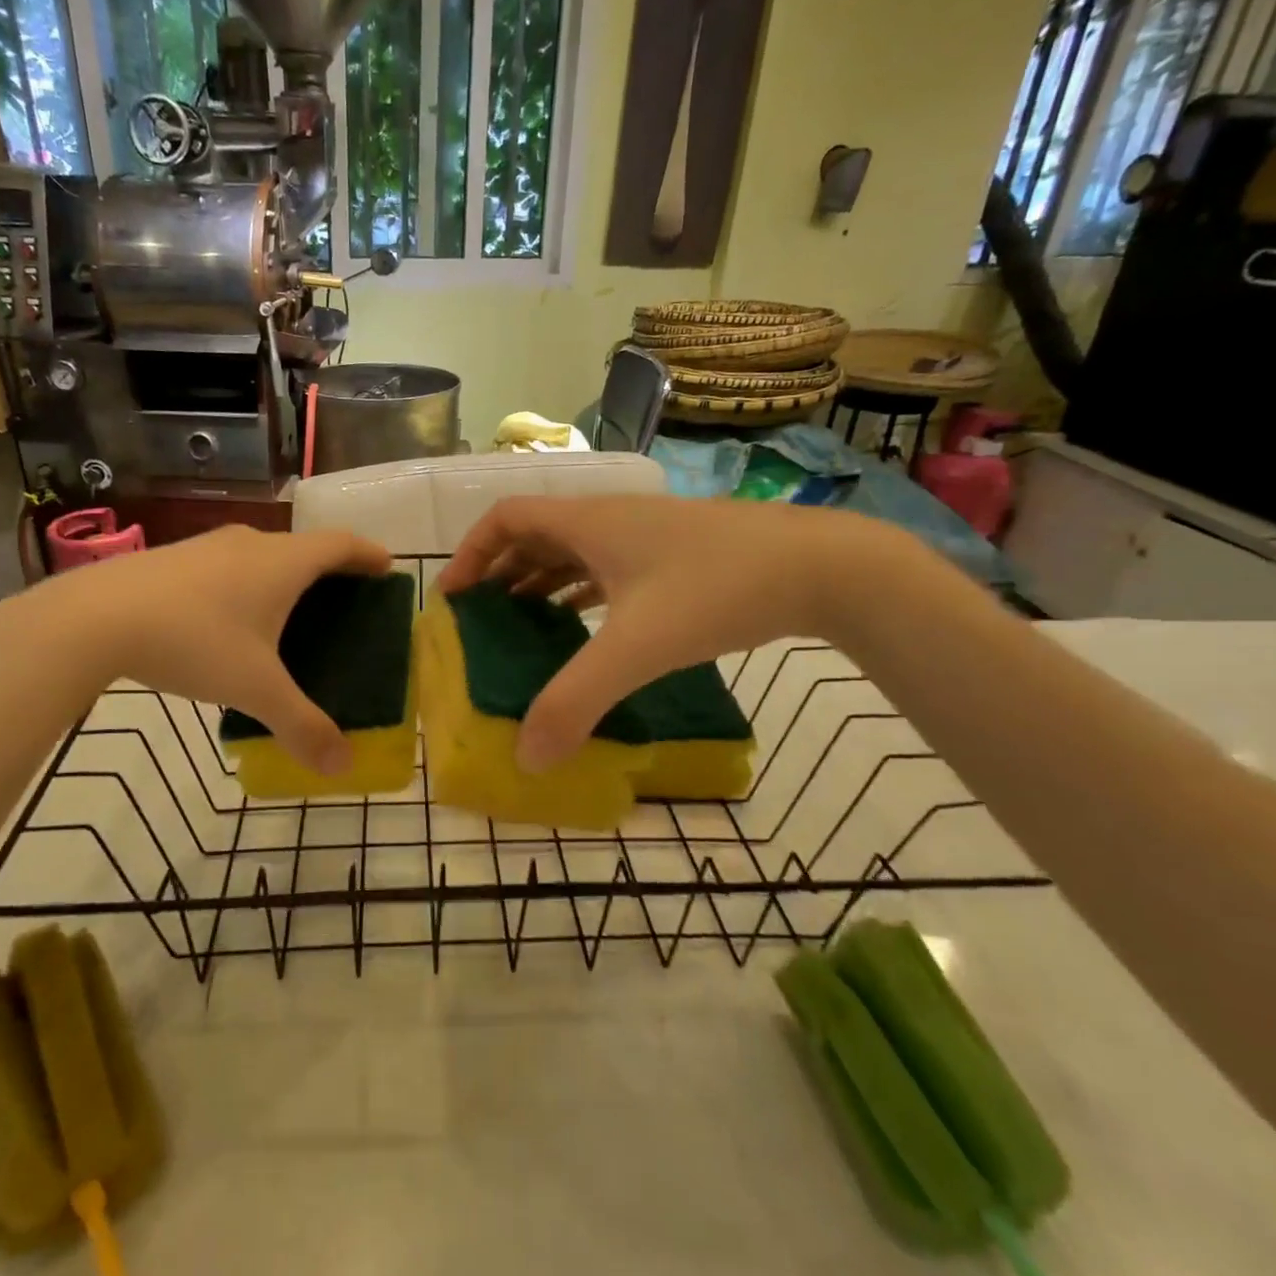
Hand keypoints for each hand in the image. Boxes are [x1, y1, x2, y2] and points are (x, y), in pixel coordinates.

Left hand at [0, 525, 392, 773]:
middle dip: (329, 570)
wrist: (94, 618)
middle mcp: (251, 544)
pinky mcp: (172, 559)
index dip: (368, 554)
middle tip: (343, 602)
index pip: (341, 545)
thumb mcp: (254, 689)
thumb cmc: (195, 641)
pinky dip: (245, 584)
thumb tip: (342, 768)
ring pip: (261, 555)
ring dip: (283, 576)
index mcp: (283, 562)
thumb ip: (301, 726)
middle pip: (304, 548)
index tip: (386, 567)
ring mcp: (207, 546)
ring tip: (287, 614)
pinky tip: (227, 622)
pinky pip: (227, 566)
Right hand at [438, 497, 871, 769]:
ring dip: (538, 583)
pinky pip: (604, 568)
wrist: (821, 567)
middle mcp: (608, 521)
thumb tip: (526, 757)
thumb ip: (577, 701)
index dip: (470, 552)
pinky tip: (581, 626)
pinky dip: (578, 592)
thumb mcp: (638, 648)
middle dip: (499, 573)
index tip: (454, 598)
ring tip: (519, 627)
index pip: (506, 518)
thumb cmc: (717, 590)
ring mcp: (643, 537)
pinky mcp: (670, 557)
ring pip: (571, 552)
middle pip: (533, 534)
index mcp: (587, 523)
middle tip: (480, 621)